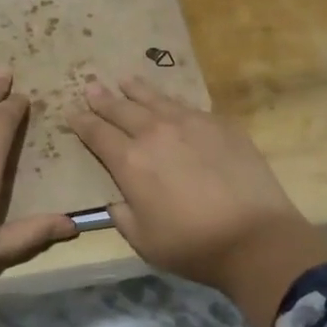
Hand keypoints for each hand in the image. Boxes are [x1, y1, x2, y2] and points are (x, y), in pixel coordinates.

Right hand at [66, 76, 326, 290]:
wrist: (255, 237)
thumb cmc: (192, 245)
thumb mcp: (142, 240)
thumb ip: (122, 215)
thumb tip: (117, 199)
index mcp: (130, 161)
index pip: (97, 134)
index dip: (82, 122)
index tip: (71, 113)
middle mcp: (156, 133)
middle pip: (122, 109)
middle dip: (103, 98)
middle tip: (91, 86)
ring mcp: (191, 123)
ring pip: (156, 99)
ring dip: (136, 90)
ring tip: (125, 80)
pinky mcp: (221, 124)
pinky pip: (188, 106)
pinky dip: (172, 103)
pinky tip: (171, 103)